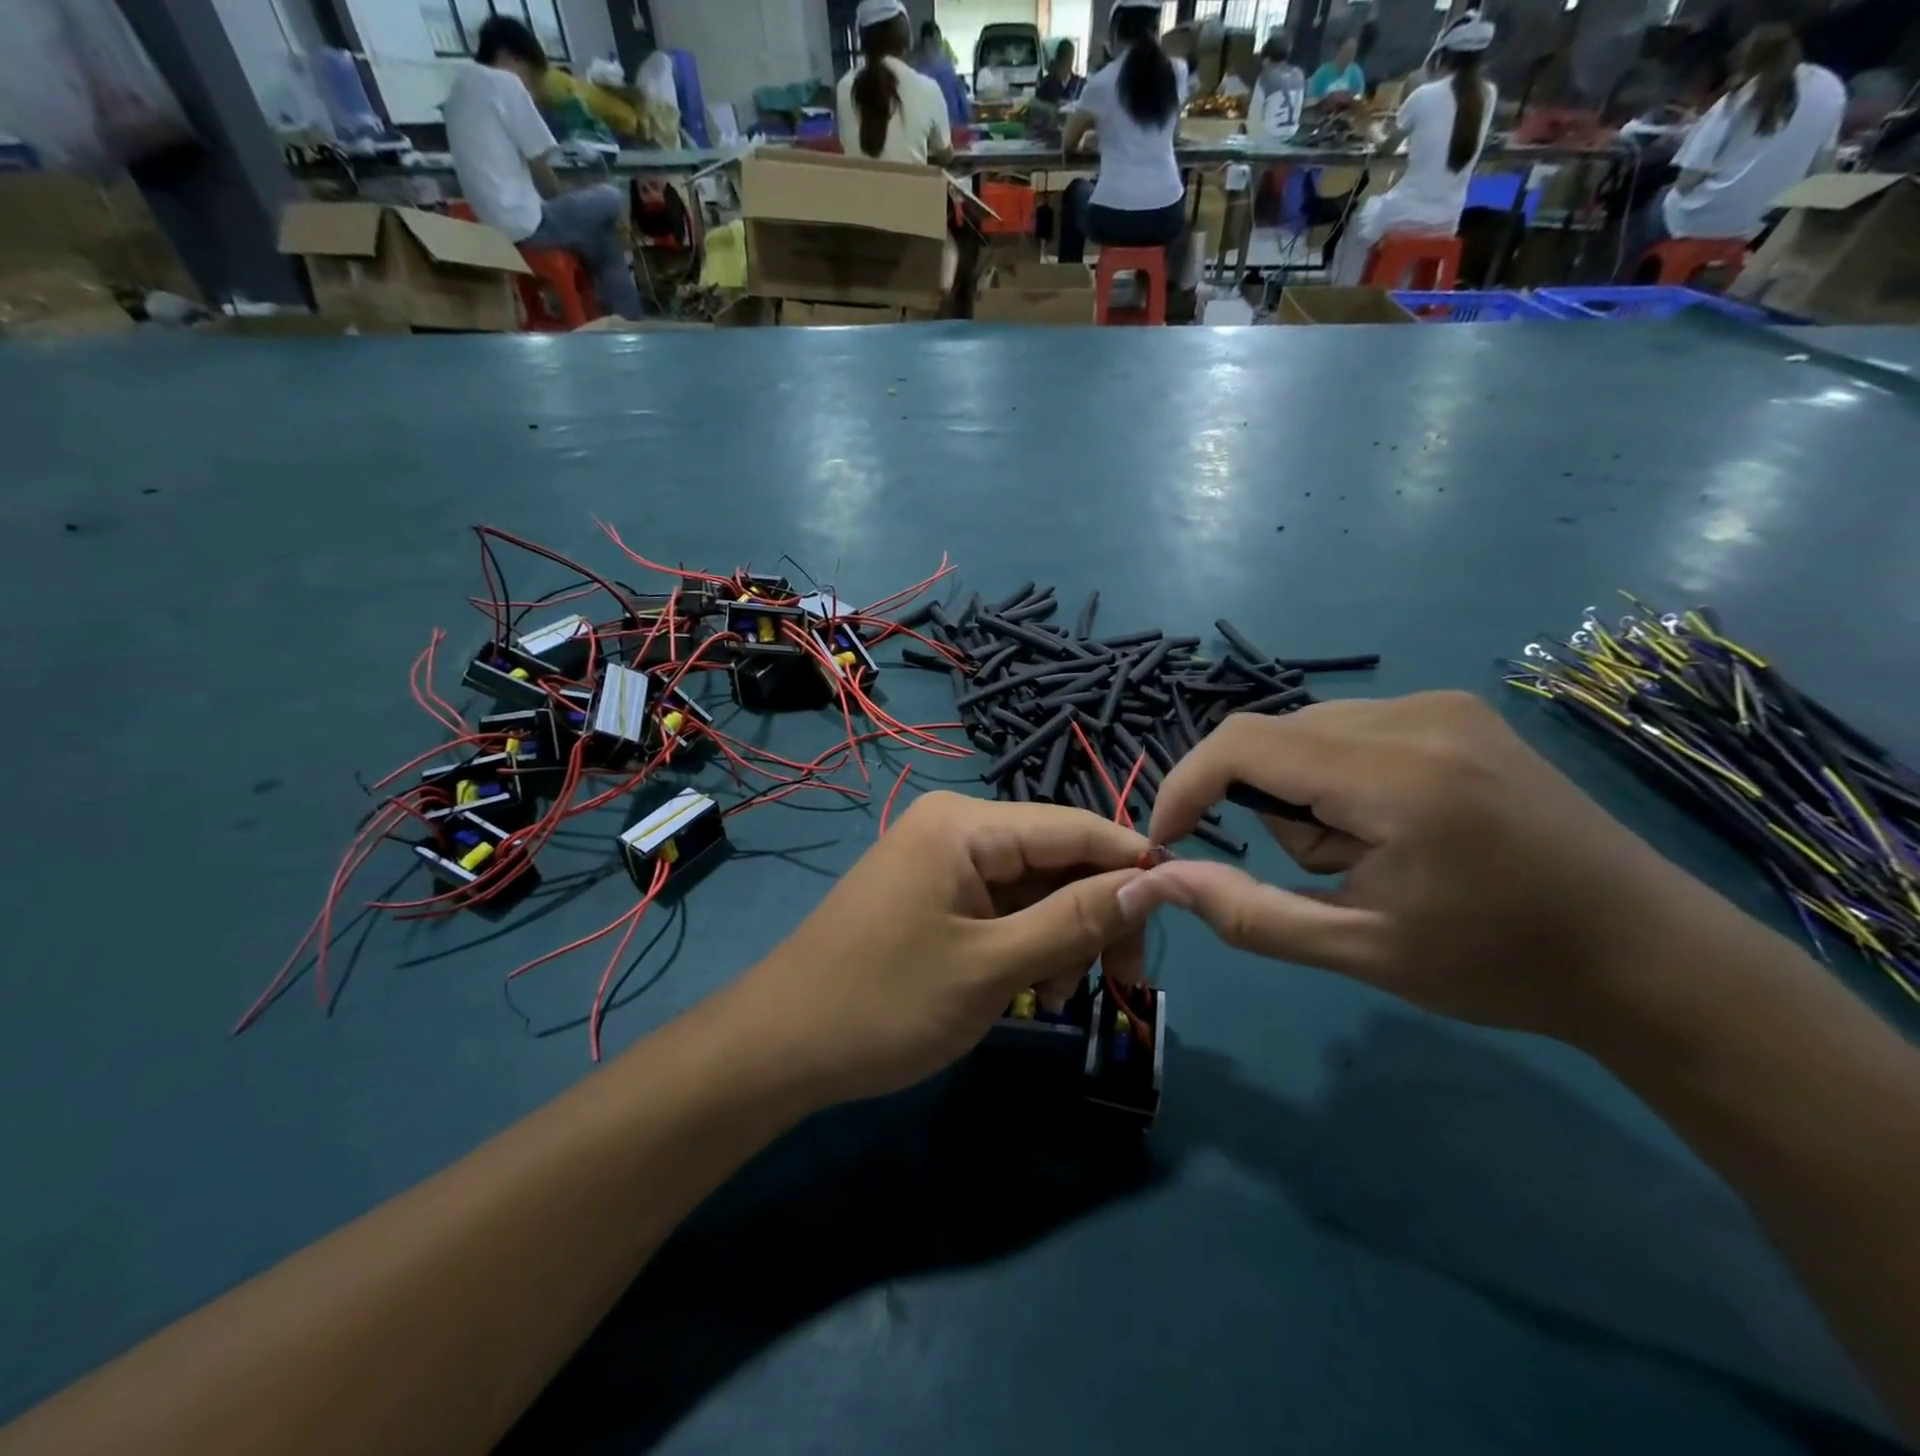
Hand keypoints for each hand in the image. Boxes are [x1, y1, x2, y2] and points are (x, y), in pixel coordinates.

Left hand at [729, 793, 1152, 1107]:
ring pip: (1034, 887)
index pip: (1076, 826)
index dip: (1133, 864)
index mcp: (966, 824)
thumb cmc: (885, 1004)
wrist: (779, 1048)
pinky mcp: (934, 894)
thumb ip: (1075, 920)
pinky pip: (1002, 907)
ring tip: (1057, 998)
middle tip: (1120, 983)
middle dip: (1094, 914)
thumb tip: (1151, 882)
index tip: (1180, 913)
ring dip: (1061, 937)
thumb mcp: (992, 967)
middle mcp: (956, 827)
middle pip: (1057, 857)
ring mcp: (942, 861)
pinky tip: (1028, 990)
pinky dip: (1027, 944)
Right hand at [1135, 692, 1707, 1036]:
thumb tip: (1161, 880)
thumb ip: (1248, 913)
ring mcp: (1441, 704)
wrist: (1647, 954)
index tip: (1169, 840)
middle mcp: (1416, 715)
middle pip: (1271, 738)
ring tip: (1373, 855)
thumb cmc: (1501, 964)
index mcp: (1398, 776)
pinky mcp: (1455, 710)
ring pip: (1306, 733)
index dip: (1186, 785)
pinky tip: (1396, 824)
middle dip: (1267, 806)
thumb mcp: (1360, 951)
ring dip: (1304, 794)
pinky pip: (1348, 729)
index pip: (1244, 744)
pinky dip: (1338, 777)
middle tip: (1328, 872)